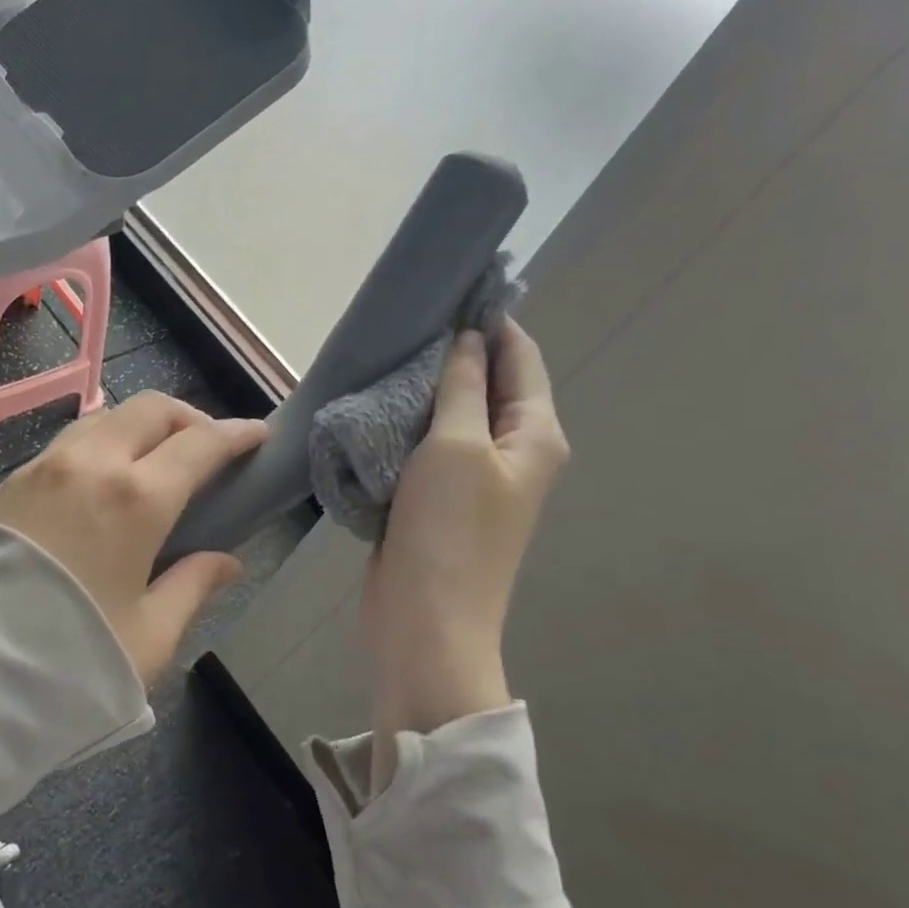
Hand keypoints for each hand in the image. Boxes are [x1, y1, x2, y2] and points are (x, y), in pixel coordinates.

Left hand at [0, 392, 268, 681]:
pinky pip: (68, 443)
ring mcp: (42, 467)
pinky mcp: (7, 482)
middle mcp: (90, 464)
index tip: (257, 434)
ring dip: (141, 427)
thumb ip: (192, 587)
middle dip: (188, 417)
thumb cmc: (68, 660)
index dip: (236, 434)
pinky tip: (100, 484)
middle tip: (205, 448)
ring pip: (105, 419)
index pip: (201, 444)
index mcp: (137, 498)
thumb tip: (226, 562)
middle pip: (151, 409)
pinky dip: (100, 446)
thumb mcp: (148, 635)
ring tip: (154, 463)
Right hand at [360, 319, 569, 788]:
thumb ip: (463, 388)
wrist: (425, 623)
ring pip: (451, 414)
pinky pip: (425, 445)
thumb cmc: (449, 532)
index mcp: (534, 434)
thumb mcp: (456, 447)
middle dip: (452, 351)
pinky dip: (405, 423)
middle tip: (405, 318)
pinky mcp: (437, 498)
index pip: (521, 356)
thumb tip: (468, 339)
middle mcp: (511, 451)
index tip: (451, 284)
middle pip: (487, 383)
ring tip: (385, 351)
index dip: (491, 319)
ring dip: (423, 388)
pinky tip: (375, 403)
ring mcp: (473, 477)